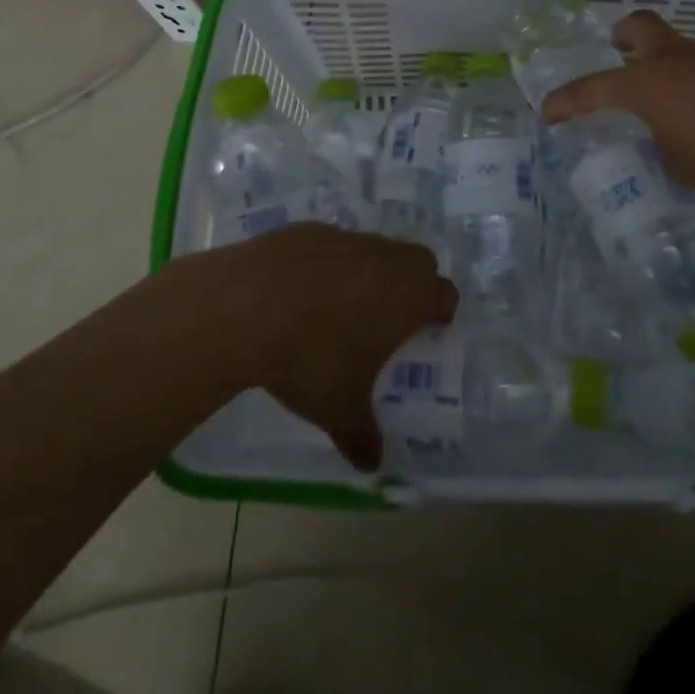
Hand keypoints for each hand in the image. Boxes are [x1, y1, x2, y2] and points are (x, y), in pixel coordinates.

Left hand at [191, 224, 456, 470]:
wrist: (248, 304)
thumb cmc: (310, 358)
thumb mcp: (338, 409)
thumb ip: (362, 436)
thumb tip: (372, 465)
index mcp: (408, 295)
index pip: (445, 294)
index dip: (440, 313)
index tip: (428, 333)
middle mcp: (386, 258)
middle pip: (418, 262)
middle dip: (412, 286)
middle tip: (389, 321)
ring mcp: (348, 237)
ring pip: (375, 250)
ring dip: (369, 273)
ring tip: (340, 309)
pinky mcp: (311, 229)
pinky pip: (333, 246)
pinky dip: (328, 265)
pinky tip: (300, 293)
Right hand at [539, 10, 694, 215]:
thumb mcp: (684, 168)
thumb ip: (666, 145)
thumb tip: (671, 134)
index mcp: (649, 84)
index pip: (592, 88)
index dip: (566, 101)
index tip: (548, 113)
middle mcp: (679, 60)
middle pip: (640, 26)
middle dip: (623, 37)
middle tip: (619, 54)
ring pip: (682, 51)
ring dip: (670, 71)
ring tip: (681, 114)